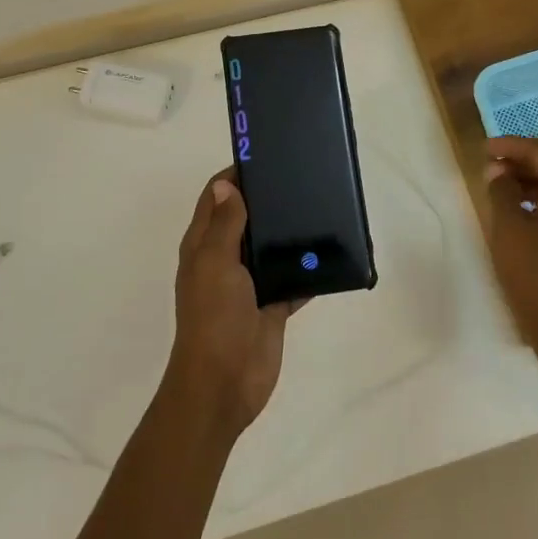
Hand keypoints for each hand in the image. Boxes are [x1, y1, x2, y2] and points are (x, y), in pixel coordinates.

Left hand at [164, 168, 301, 438]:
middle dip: (270, 198)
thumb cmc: (214, 318)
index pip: (218, 196)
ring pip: (272, 247)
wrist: (224, 384)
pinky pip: (294, 278)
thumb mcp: (215, 263)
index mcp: (205, 244)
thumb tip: (228, 183)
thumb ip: (225, 224)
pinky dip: (310, 267)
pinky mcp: (273, 304)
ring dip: (291, 231)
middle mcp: (226, 258)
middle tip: (304, 176)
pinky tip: (333, 252)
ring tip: (323, 206)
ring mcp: (250, 283)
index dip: (237, 174)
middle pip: (248, 218)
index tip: (266, 154)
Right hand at [482, 136, 537, 377]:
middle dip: (520, 162)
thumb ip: (501, 190)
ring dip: (529, 181)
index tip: (483, 148)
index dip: (510, 146)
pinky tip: (519, 209)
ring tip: (498, 185)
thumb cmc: (535, 273)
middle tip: (489, 164)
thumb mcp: (508, 227)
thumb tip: (497, 170)